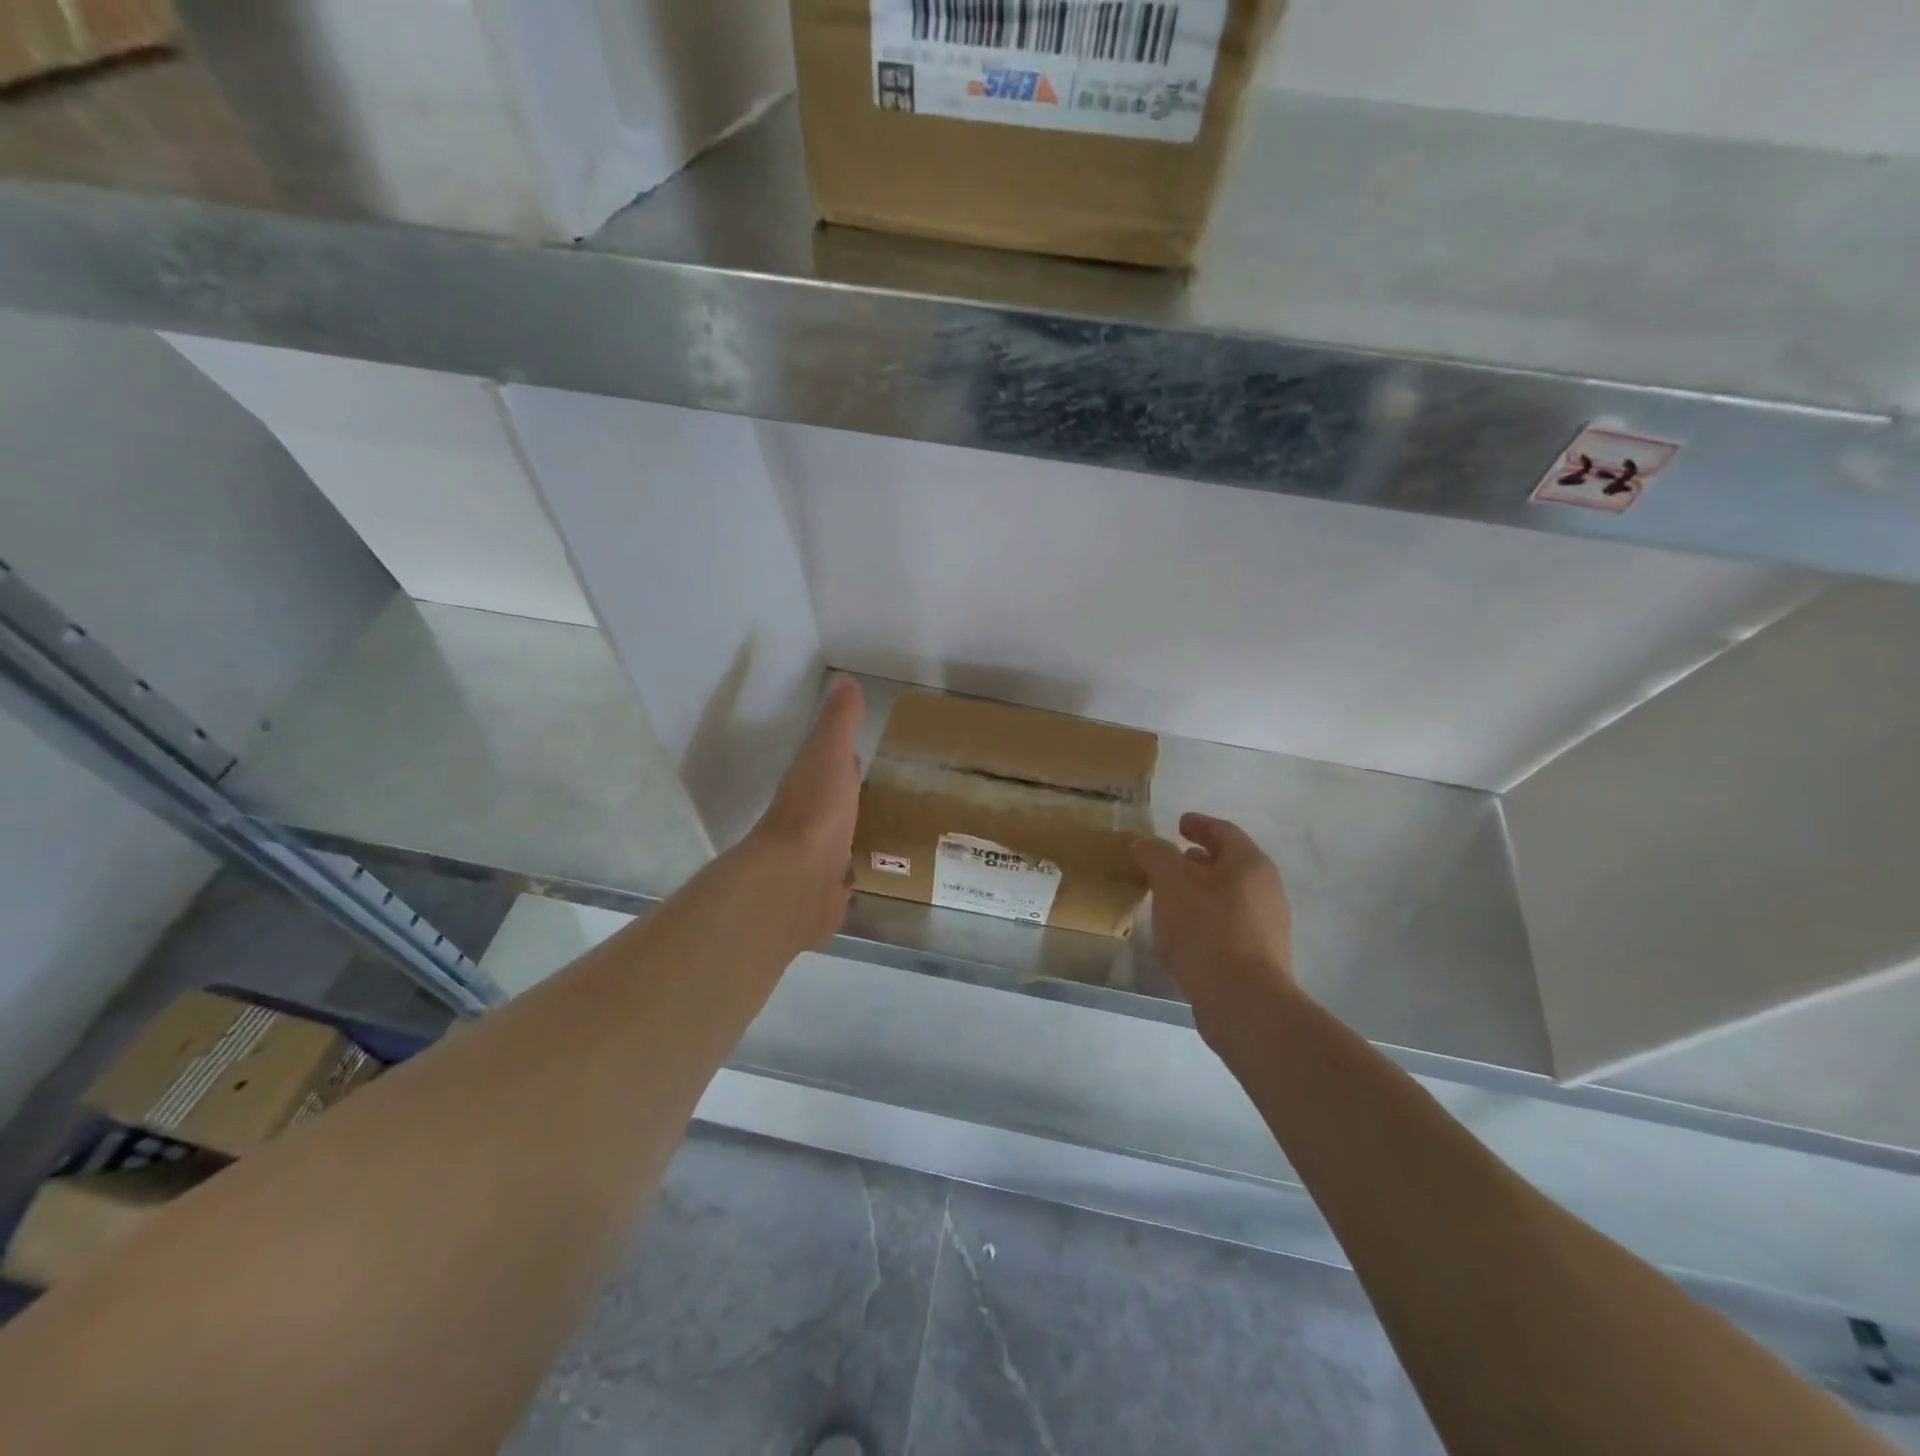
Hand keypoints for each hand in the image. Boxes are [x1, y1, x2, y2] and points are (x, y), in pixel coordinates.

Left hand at [745, 676, 865, 946]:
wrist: (796, 881)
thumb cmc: (816, 810)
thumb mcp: (829, 753)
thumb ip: (839, 722)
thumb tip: (845, 680)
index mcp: (810, 783)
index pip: (829, 764)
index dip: (844, 757)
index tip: (866, 751)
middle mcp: (810, 819)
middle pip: (835, 803)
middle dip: (855, 796)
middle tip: (892, 792)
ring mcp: (817, 858)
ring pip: (841, 839)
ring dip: (858, 833)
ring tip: (896, 831)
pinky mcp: (827, 892)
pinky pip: (847, 877)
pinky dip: (859, 872)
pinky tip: (881, 873)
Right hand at [1134, 813, 1297, 1048]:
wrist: (1244, 1002)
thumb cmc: (1207, 930)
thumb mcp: (1171, 883)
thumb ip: (1156, 856)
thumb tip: (1146, 844)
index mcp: (1250, 864)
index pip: (1223, 831)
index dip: (1199, 824)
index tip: (1179, 823)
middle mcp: (1265, 890)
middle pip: (1229, 864)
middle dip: (1198, 859)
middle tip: (1170, 860)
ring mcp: (1267, 926)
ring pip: (1228, 895)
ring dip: (1200, 890)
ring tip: (1170, 897)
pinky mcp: (1259, 957)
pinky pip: (1228, 924)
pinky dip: (1205, 917)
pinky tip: (1183, 932)